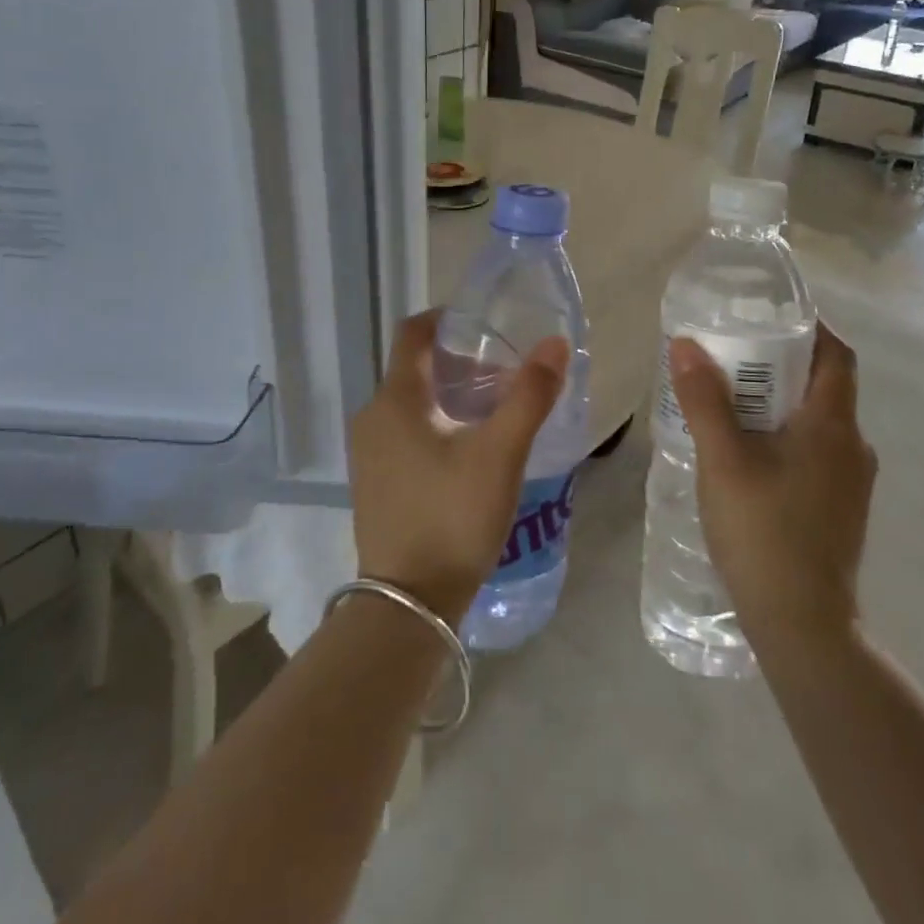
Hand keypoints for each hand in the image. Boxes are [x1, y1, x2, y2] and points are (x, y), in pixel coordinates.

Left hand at [348, 311, 569, 624]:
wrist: (408, 604)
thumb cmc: (453, 517)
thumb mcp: (500, 454)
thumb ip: (529, 396)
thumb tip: (555, 344)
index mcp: (395, 399)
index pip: (414, 333)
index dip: (447, 318)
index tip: (485, 323)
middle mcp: (372, 417)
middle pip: (416, 368)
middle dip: (459, 362)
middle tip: (505, 373)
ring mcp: (368, 452)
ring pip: (411, 402)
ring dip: (450, 395)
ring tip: (494, 409)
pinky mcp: (374, 481)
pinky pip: (404, 432)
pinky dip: (435, 423)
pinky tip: (468, 449)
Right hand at [669, 323, 876, 647]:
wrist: (804, 628)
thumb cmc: (764, 533)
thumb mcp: (723, 461)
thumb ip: (704, 400)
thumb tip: (686, 344)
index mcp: (834, 426)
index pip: (837, 355)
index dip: (811, 327)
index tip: (770, 315)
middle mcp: (853, 447)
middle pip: (825, 385)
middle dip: (781, 362)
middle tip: (732, 353)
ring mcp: (850, 481)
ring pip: (817, 420)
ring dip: (780, 401)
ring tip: (730, 398)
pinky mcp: (839, 507)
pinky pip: (814, 450)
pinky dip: (784, 433)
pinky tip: (745, 450)